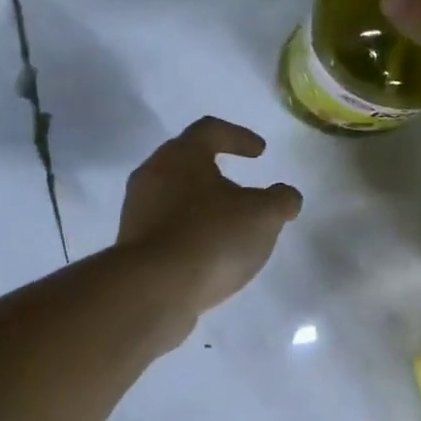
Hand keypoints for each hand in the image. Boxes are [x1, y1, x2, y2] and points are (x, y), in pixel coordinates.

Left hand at [117, 117, 302, 326]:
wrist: (155, 290)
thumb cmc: (212, 238)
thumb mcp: (264, 216)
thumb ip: (281, 200)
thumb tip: (286, 196)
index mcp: (182, 155)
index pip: (210, 130)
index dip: (238, 136)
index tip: (260, 151)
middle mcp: (152, 175)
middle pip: (186, 163)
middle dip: (216, 172)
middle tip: (241, 188)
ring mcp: (138, 212)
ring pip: (174, 197)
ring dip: (201, 206)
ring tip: (228, 227)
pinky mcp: (133, 246)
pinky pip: (167, 229)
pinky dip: (189, 233)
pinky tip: (208, 254)